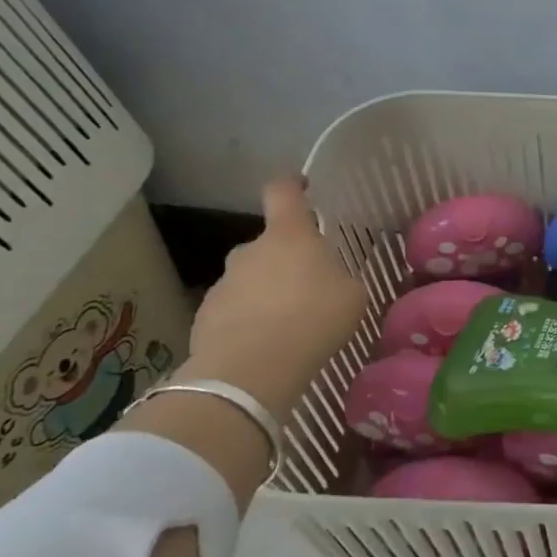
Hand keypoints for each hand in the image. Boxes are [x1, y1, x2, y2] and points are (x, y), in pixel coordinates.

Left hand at [182, 177, 369, 411]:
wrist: (251, 371)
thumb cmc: (314, 319)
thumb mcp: (352, 295)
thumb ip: (340, 277)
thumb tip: (331, 278)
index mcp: (289, 235)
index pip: (284, 192)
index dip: (293, 184)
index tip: (303, 186)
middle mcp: (250, 250)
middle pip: (270, 244)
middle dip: (287, 260)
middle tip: (311, 288)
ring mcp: (223, 283)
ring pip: (251, 278)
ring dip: (268, 292)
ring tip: (289, 325)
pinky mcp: (204, 316)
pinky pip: (235, 309)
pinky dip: (249, 321)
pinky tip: (267, 346)